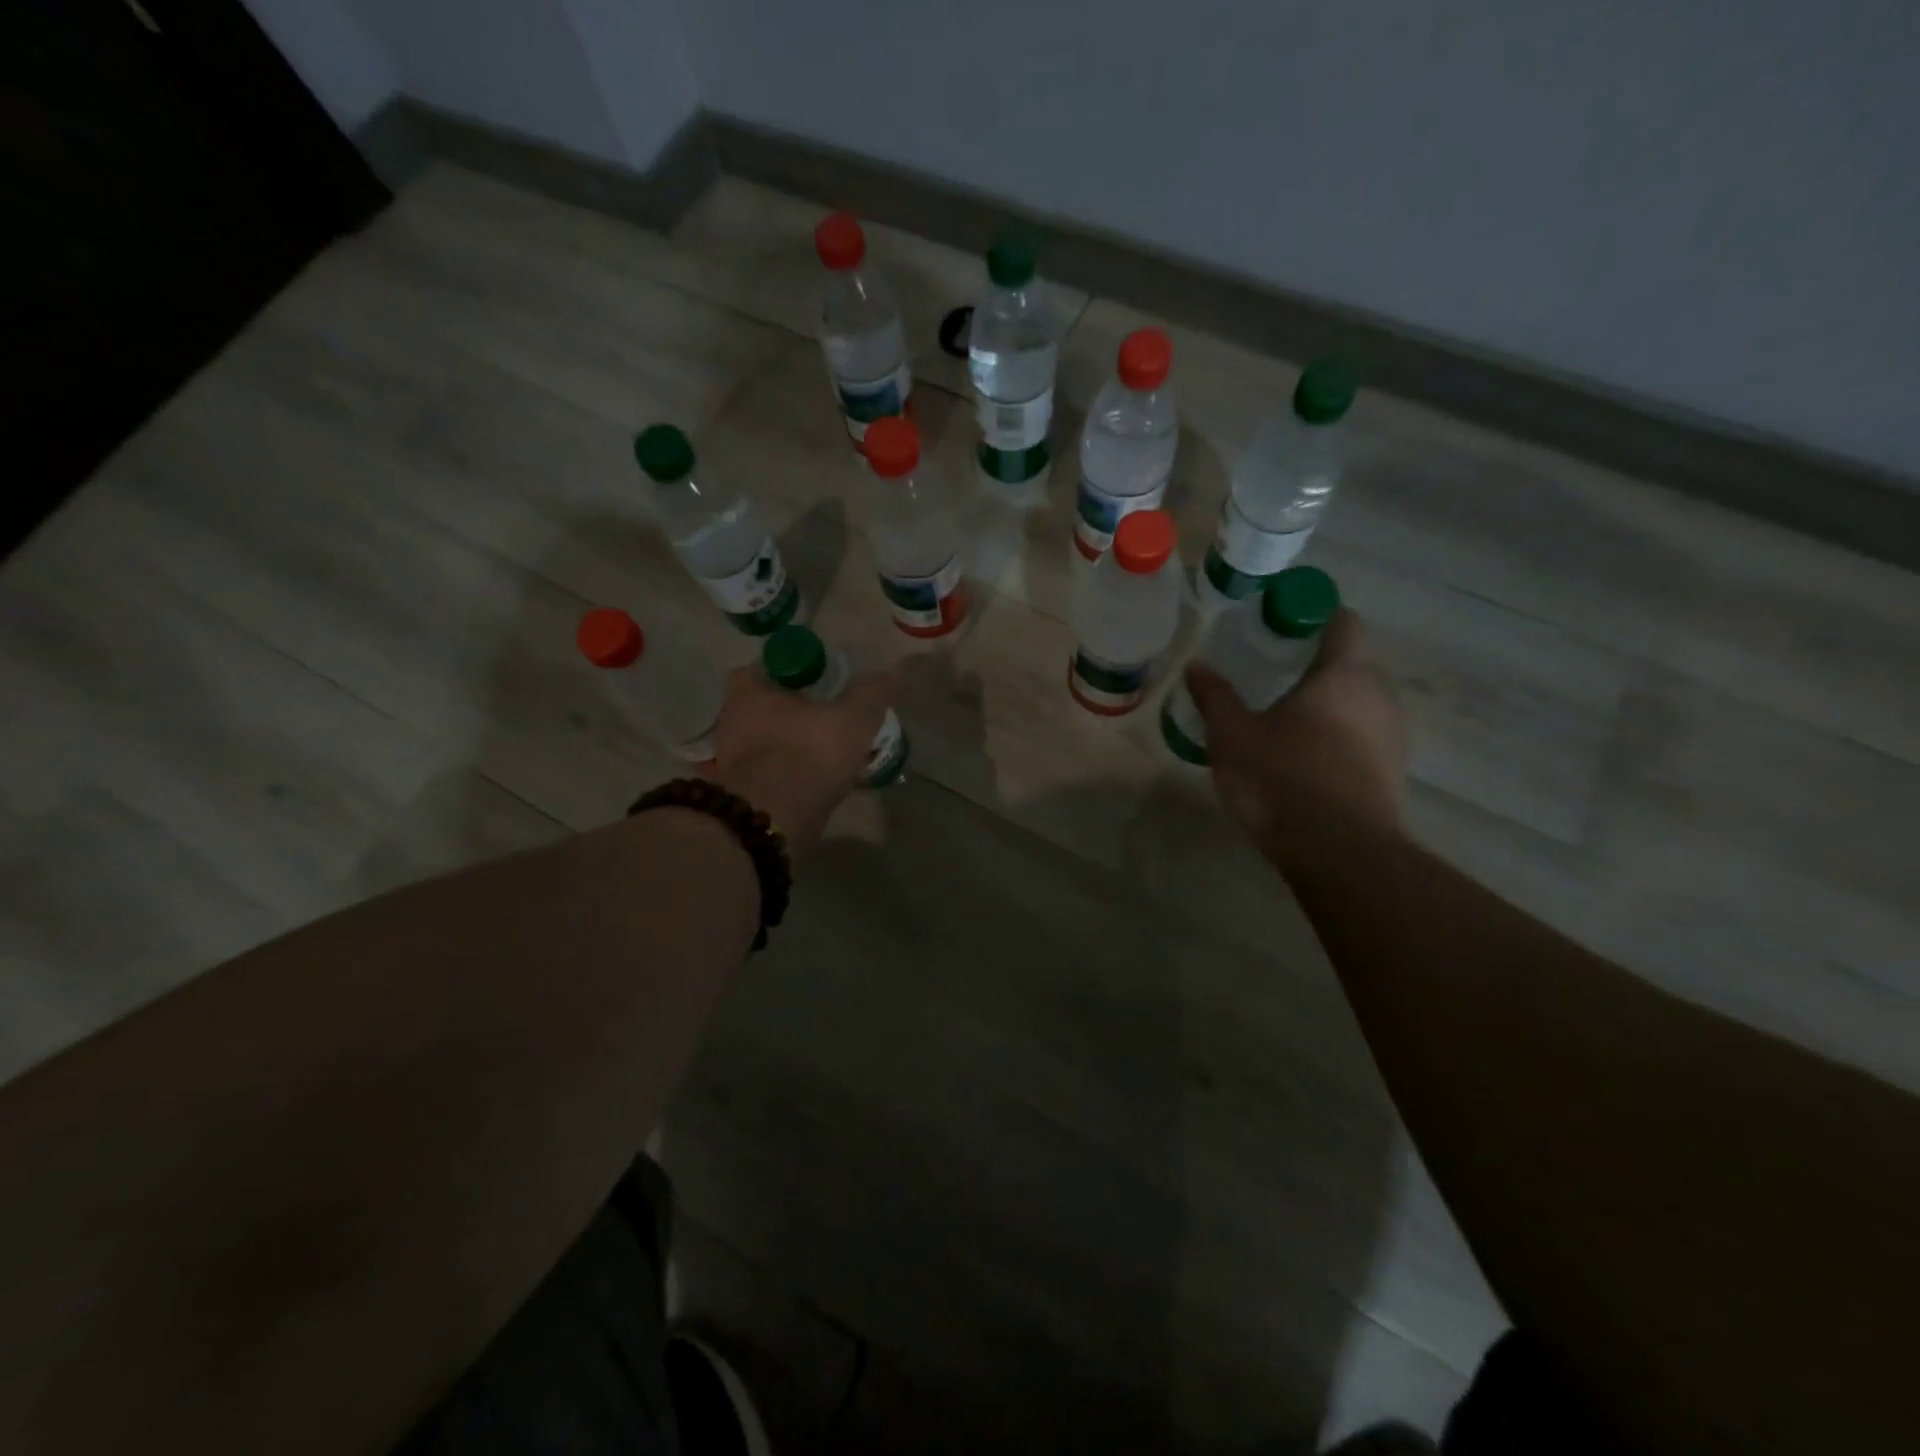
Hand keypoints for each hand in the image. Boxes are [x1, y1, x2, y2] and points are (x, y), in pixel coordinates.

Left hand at [710, 664, 896, 853]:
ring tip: (827, 755)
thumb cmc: (809, 752)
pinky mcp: (740, 792)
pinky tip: (815, 783)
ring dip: (792, 746)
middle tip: (828, 719)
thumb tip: (892, 671)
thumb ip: (871, 694)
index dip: (799, 671)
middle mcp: (732, 718)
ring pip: (767, 742)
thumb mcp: (853, 719)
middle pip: (767, 706)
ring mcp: (731, 758)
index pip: (772, 665)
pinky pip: (769, 774)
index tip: (824, 683)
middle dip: (795, 712)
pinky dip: (789, 776)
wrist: (773, 818)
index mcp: (750, 689)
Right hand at [1185, 609, 1406, 871]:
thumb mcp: (1233, 735)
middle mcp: (1380, 696)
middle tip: (1268, 673)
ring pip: (1357, 703)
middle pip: (1351, 664)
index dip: (1314, 615)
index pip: (1344, 622)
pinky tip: (1301, 758)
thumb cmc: (1283, 778)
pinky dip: (1335, 737)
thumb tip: (1195, 665)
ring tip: (1281, 718)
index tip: (1280, 625)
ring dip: (1325, 704)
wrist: (1339, 853)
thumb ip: (1215, 696)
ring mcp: (1392, 737)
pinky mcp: (1391, 773)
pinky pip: (1361, 737)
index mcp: (1345, 674)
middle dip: (1313, 665)